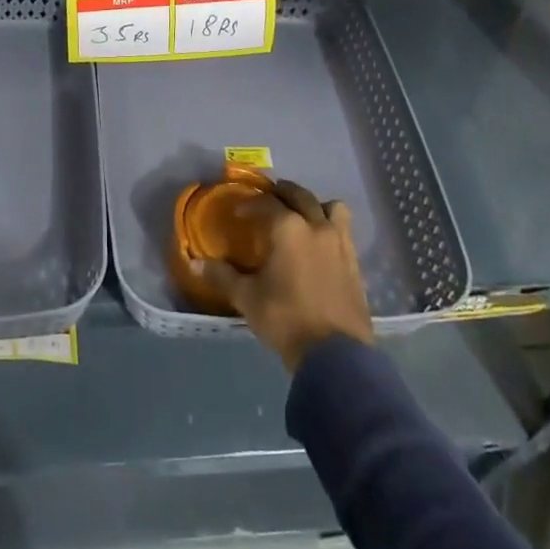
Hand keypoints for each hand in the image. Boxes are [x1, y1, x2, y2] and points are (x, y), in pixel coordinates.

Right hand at [197, 178, 372, 372]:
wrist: (335, 355)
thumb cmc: (286, 318)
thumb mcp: (247, 298)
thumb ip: (222, 276)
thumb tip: (194, 263)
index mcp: (288, 228)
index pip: (266, 203)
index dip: (250, 204)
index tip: (238, 212)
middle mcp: (316, 226)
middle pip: (300, 195)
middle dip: (282, 193)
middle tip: (268, 201)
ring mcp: (340, 243)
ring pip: (331, 207)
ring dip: (315, 206)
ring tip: (302, 217)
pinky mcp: (355, 263)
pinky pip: (344, 231)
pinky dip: (331, 228)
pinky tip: (319, 246)